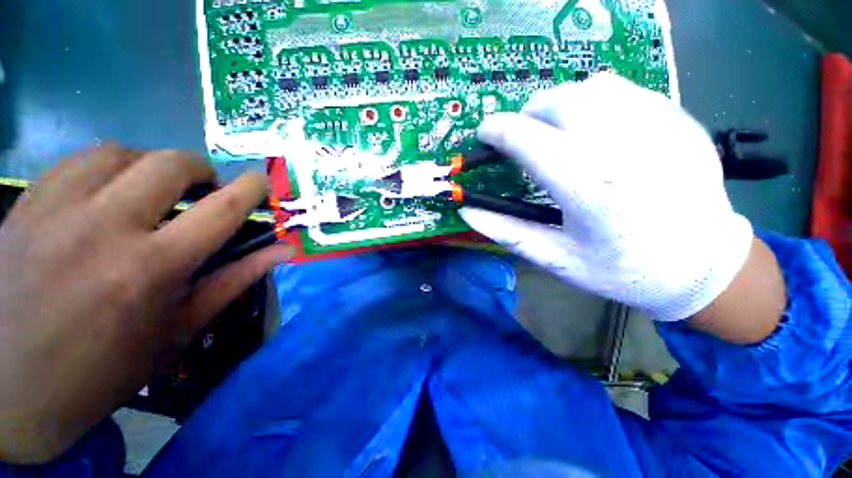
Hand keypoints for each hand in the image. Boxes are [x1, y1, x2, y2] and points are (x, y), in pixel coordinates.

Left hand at [0, 145, 291, 463]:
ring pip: (119, 152)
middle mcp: (104, 228)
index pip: (221, 209)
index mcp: (151, 269)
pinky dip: (105, 166)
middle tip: (202, 190)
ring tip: (150, 190)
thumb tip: (282, 251)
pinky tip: (105, 192)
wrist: (8, 389)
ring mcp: (55, 211)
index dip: (250, 189)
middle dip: (199, 170)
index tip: (261, 181)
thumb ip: (234, 280)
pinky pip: (76, 161)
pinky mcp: (25, 205)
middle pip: (169, 164)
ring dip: (150, 165)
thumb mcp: (178, 331)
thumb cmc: (102, 372)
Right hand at [461, 74, 753, 321]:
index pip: (526, 138)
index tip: (485, 133)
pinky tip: (598, 132)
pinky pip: (626, 92)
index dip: (496, 130)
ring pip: (593, 87)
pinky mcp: (680, 121)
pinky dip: (597, 103)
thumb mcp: (555, 259)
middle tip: (523, 138)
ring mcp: (659, 127)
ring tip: (558, 132)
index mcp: (588, 187)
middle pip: (559, 101)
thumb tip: (467, 211)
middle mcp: (623, 147)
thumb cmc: (623, 270)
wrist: (703, 267)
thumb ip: (506, 232)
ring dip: (562, 105)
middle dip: (528, 114)